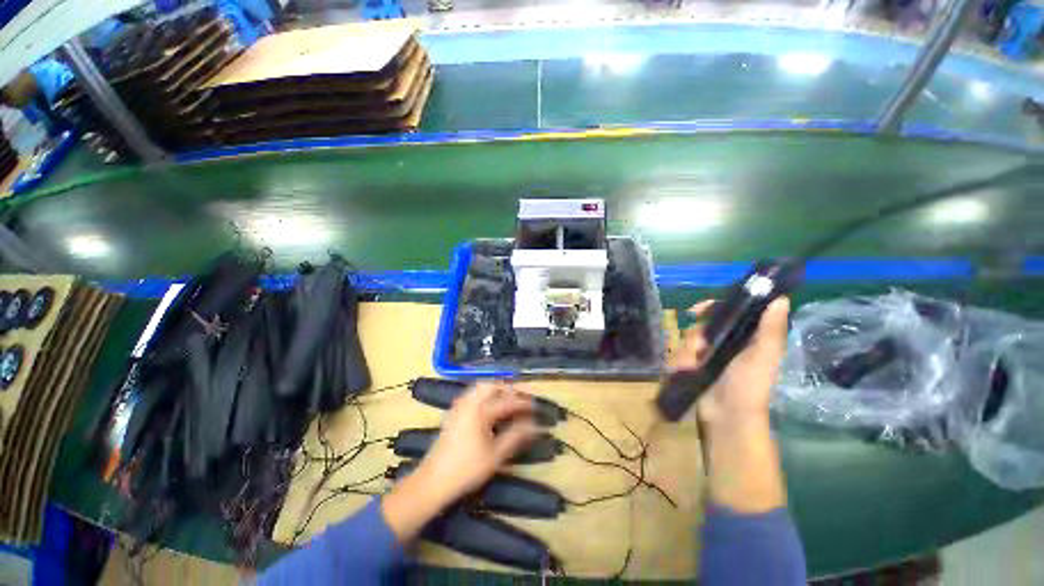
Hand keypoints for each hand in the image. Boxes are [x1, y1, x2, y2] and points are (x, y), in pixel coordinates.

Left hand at [381, 381, 537, 540]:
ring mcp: (459, 407)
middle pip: (492, 386)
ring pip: (480, 388)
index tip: (537, 406)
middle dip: (508, 388)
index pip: (508, 402)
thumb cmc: (466, 469)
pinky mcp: (453, 413)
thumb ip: (516, 437)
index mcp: (481, 411)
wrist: (432, 481)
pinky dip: (484, 394)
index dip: (524, 403)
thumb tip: (534, 425)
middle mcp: (470, 403)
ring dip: (495, 389)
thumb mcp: (495, 456)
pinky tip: (488, 406)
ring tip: (507, 399)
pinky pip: (471, 395)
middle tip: (520, 398)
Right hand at [668, 297, 790, 512]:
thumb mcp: (764, 355)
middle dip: (694, 338)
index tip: (695, 311)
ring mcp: (705, 358)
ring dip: (685, 354)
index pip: (726, 313)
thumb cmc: (749, 385)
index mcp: (744, 339)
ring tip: (690, 369)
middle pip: (699, 327)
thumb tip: (781, 298)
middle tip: (699, 351)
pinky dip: (677, 365)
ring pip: (685, 343)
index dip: (711, 308)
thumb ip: (770, 328)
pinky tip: (682, 374)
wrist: (727, 418)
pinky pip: (676, 357)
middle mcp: (724, 345)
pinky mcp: (691, 370)